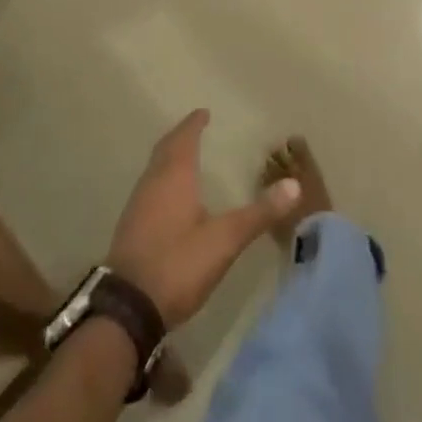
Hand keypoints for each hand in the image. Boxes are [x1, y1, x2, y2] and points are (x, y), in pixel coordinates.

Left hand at [108, 110, 301, 327]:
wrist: (126, 309)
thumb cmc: (178, 264)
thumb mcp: (225, 240)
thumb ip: (259, 213)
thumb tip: (295, 184)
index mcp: (174, 176)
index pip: (184, 138)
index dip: (194, 124)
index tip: (203, 112)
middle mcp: (152, 183)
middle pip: (165, 149)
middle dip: (180, 137)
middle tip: (194, 128)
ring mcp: (137, 205)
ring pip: (154, 169)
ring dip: (169, 158)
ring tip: (184, 157)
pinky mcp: (130, 228)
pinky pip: (149, 189)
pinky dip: (161, 180)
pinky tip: (169, 197)